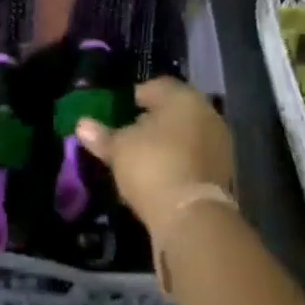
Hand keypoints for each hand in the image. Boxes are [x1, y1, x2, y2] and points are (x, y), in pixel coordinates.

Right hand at [74, 77, 233, 234]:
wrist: (193, 217)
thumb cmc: (153, 166)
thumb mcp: (119, 148)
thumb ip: (102, 135)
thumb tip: (82, 124)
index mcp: (183, 97)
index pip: (156, 86)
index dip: (135, 96)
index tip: (118, 111)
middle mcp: (206, 113)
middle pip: (174, 110)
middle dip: (152, 120)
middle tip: (128, 133)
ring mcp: (219, 143)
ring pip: (186, 134)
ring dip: (167, 142)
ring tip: (141, 157)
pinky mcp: (223, 172)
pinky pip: (194, 157)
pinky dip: (179, 161)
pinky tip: (160, 175)